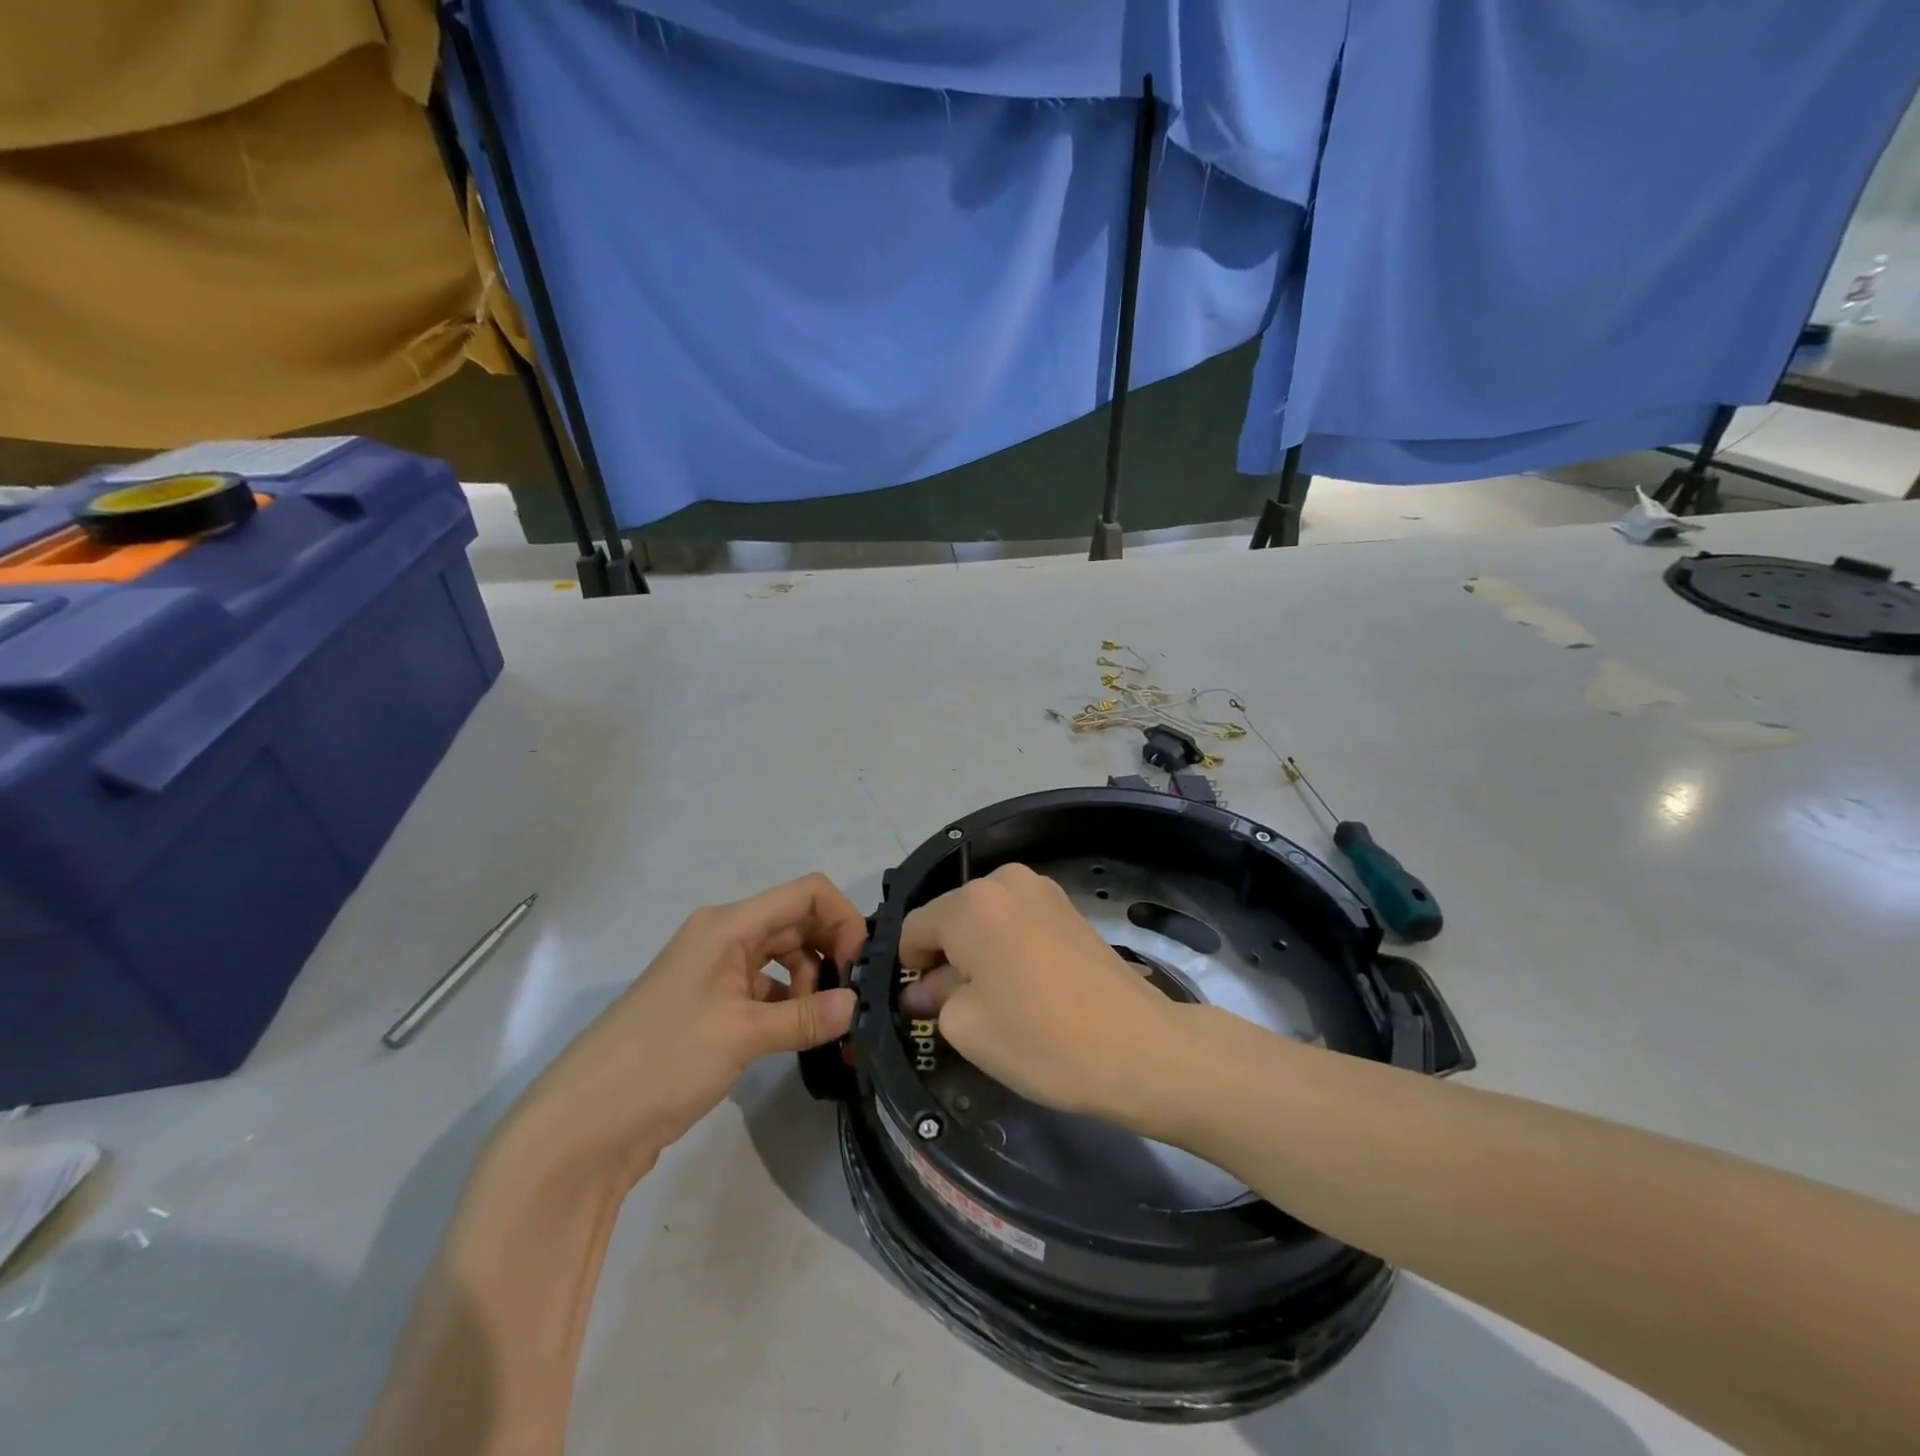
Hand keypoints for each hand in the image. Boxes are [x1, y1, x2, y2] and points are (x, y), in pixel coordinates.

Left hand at [517, 874, 867, 1182]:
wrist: (581, 1126)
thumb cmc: (663, 1060)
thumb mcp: (742, 1035)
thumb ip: (805, 1016)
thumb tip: (857, 1006)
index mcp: (727, 925)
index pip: (805, 893)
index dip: (842, 918)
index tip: (860, 965)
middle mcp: (722, 938)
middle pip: (795, 922)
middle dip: (831, 950)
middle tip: (854, 997)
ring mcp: (713, 974)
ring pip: (781, 957)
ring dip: (810, 980)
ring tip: (826, 1023)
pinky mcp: (709, 1009)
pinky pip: (763, 991)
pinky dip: (787, 1005)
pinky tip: (802, 1035)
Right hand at [897, 864, 1183, 1128]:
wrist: (1139, 1047)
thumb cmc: (1039, 1038)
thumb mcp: (967, 1026)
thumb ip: (935, 996)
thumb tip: (923, 988)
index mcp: (970, 903)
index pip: (915, 927)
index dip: (909, 968)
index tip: (920, 1007)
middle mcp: (1004, 881)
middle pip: (952, 917)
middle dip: (945, 957)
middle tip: (957, 1009)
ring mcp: (1043, 889)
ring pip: (986, 919)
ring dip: (978, 952)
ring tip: (997, 1000)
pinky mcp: (1070, 908)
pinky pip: (1018, 922)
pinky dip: (1009, 948)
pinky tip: (1026, 987)